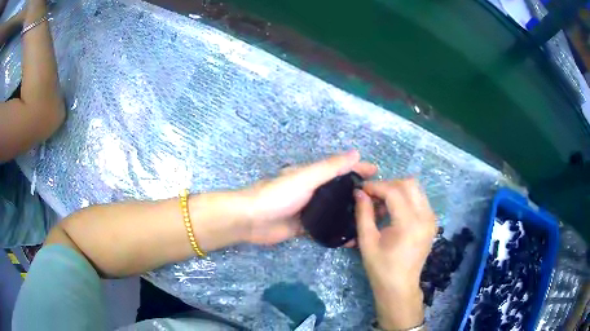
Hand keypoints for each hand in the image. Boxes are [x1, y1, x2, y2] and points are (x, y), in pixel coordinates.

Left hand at [238, 151, 376, 244]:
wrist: (251, 220)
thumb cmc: (277, 195)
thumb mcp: (305, 178)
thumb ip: (330, 167)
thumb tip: (355, 152)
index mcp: (313, 175)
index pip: (341, 168)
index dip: (359, 168)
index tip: (378, 173)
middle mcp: (313, 191)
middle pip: (340, 190)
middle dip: (358, 193)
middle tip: (379, 202)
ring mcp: (309, 210)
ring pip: (335, 210)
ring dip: (350, 212)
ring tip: (370, 218)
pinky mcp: (304, 227)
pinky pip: (326, 228)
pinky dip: (338, 230)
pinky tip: (351, 235)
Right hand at [354, 179, 436, 329]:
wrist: (400, 286)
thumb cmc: (381, 268)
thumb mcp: (367, 241)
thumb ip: (363, 213)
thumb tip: (359, 192)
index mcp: (409, 224)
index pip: (394, 191)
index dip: (376, 186)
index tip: (361, 189)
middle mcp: (425, 217)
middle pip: (409, 184)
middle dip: (388, 185)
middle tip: (372, 196)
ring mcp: (431, 219)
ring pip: (416, 189)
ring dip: (397, 190)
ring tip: (382, 205)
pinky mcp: (432, 222)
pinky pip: (419, 199)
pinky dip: (405, 198)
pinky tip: (393, 212)